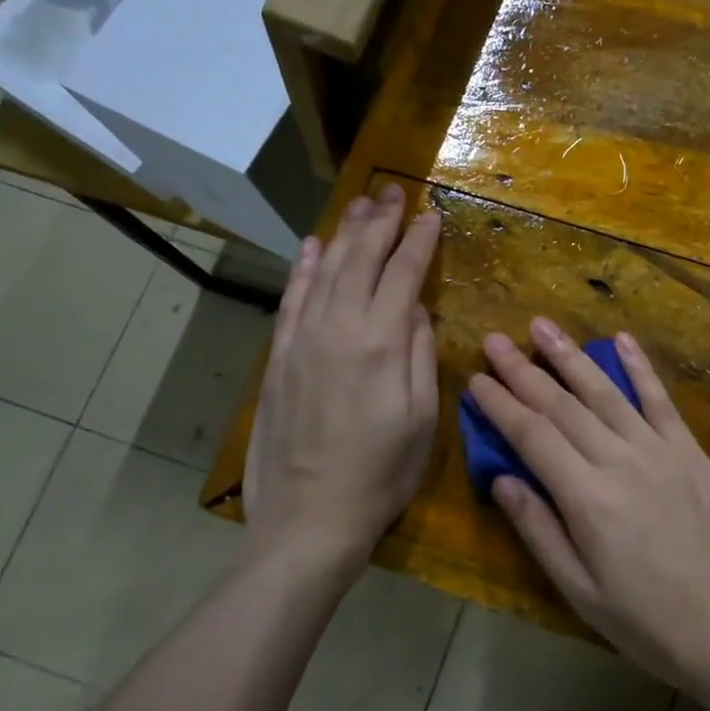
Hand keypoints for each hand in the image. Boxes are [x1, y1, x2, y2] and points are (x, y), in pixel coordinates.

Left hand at [244, 185, 440, 570]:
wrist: (308, 519)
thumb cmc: (380, 475)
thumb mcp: (420, 420)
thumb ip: (419, 355)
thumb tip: (416, 308)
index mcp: (380, 344)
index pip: (402, 275)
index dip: (418, 242)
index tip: (431, 214)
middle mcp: (338, 330)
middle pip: (360, 261)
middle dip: (380, 222)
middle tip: (392, 191)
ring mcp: (302, 342)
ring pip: (325, 271)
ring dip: (344, 234)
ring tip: (360, 204)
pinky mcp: (278, 359)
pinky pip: (291, 301)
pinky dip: (303, 269)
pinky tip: (313, 246)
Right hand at [467, 319, 709, 710]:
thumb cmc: (650, 624)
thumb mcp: (581, 592)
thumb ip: (539, 530)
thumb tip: (501, 478)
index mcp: (587, 499)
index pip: (532, 435)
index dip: (500, 404)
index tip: (475, 378)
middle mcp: (620, 461)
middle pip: (562, 405)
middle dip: (523, 370)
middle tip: (494, 339)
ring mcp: (661, 451)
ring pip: (606, 392)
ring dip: (571, 356)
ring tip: (542, 326)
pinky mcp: (692, 452)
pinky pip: (661, 400)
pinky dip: (640, 367)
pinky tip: (622, 339)